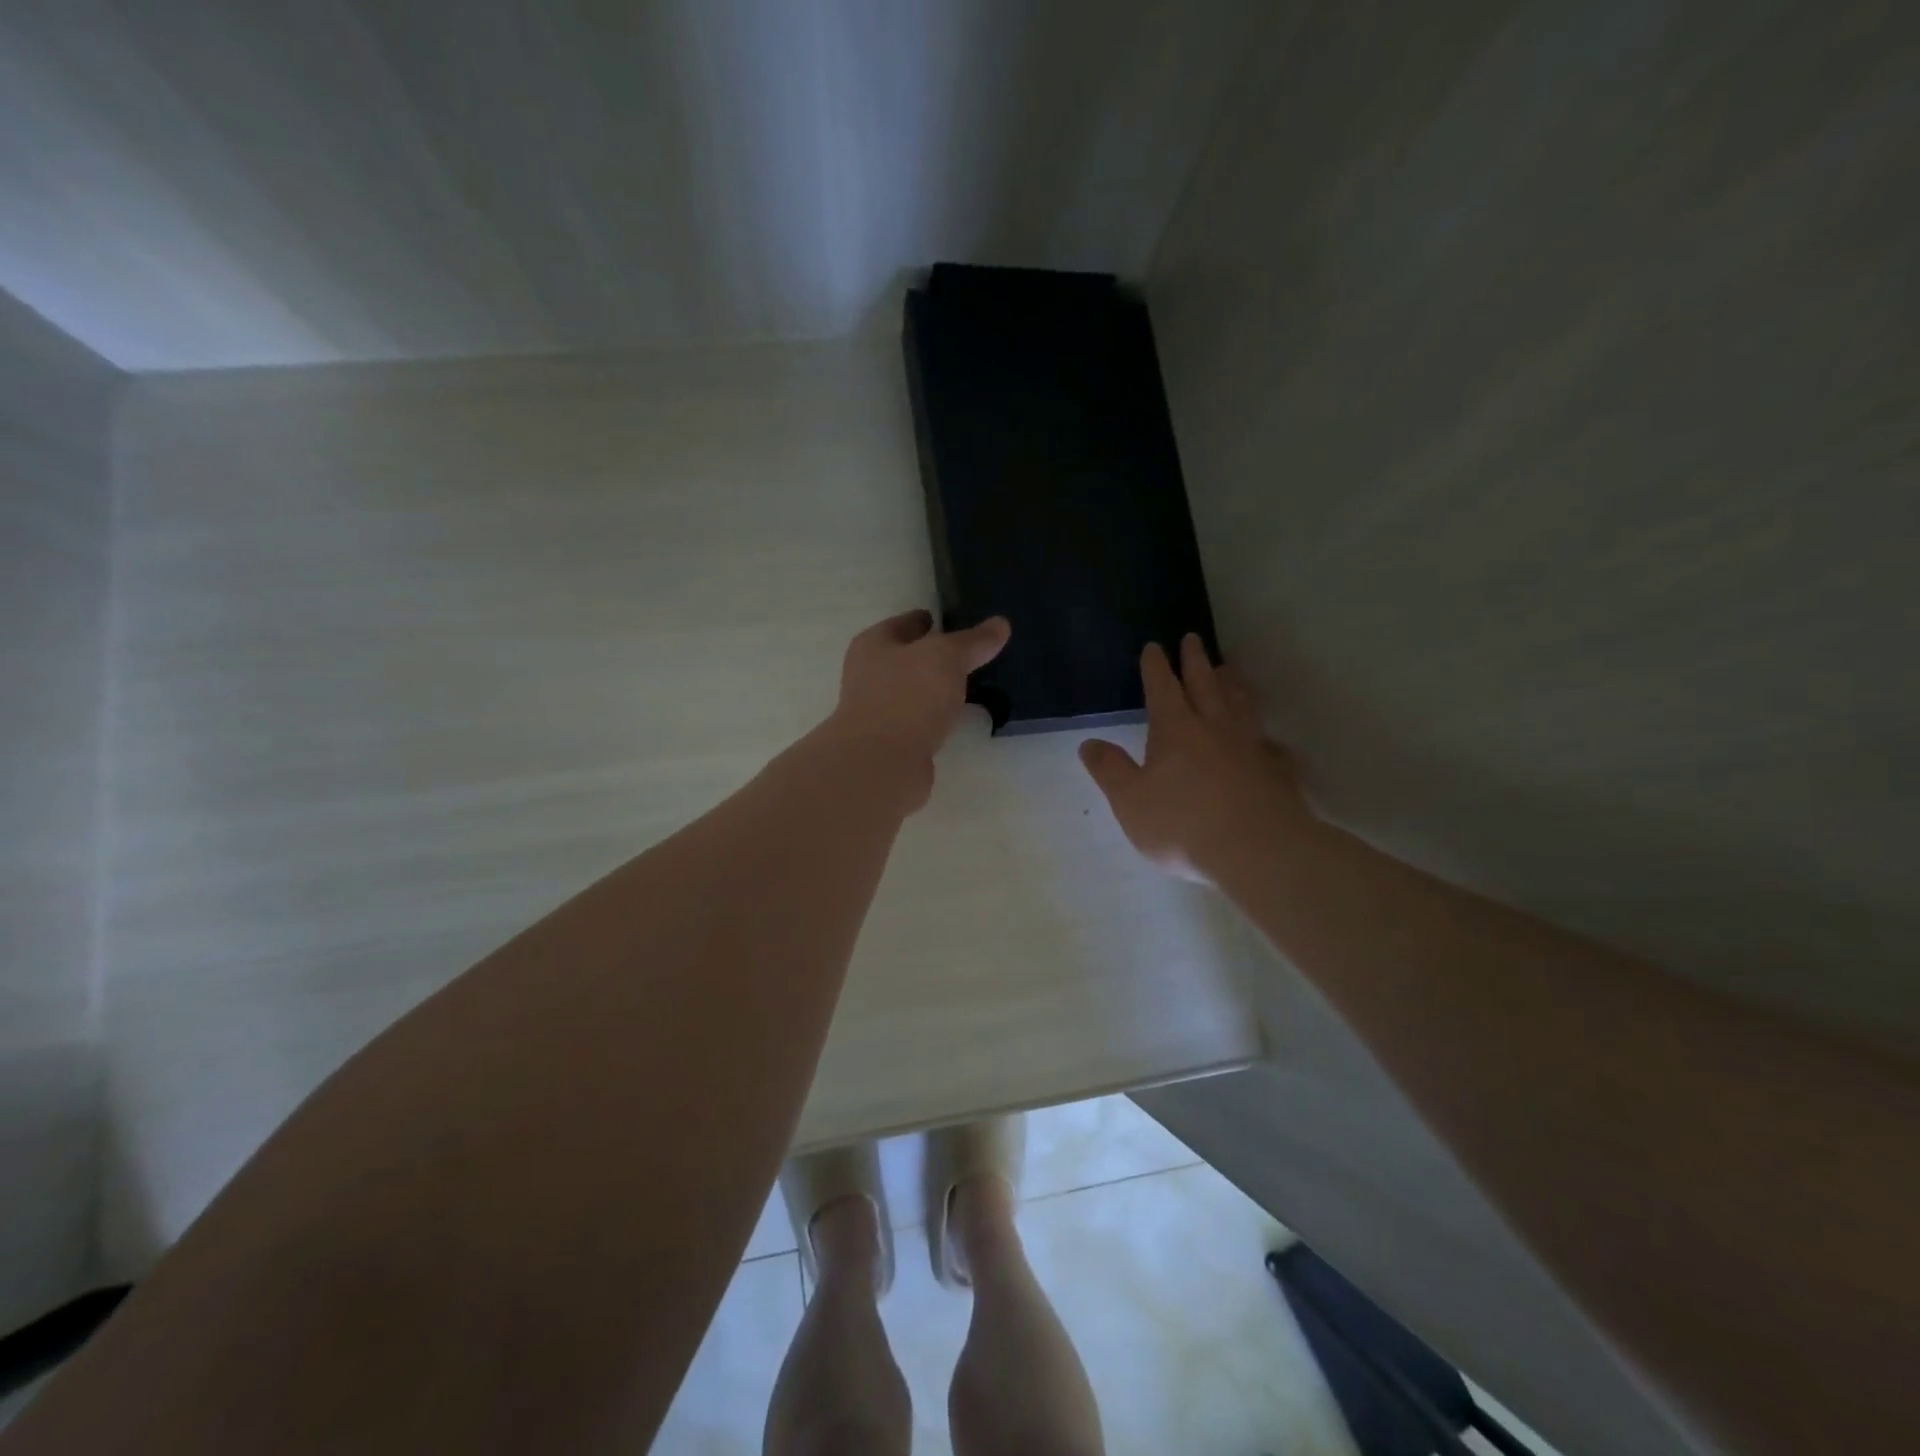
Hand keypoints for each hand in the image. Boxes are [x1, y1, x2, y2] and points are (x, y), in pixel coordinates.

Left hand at [828, 609, 1010, 808]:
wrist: (881, 764)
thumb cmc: (908, 697)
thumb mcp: (947, 657)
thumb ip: (973, 641)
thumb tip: (1001, 624)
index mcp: (873, 644)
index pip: (906, 623)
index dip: (931, 620)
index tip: (957, 621)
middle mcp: (869, 674)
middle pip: (908, 658)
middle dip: (935, 657)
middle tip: (972, 655)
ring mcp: (878, 711)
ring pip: (914, 692)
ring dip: (936, 690)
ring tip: (970, 686)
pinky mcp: (891, 742)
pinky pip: (919, 721)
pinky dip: (935, 718)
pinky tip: (956, 719)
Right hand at [1080, 635, 1312, 881]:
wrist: (1258, 850)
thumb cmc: (1183, 823)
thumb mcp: (1130, 800)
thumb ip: (1109, 769)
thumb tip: (1088, 742)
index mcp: (1175, 730)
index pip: (1162, 688)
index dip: (1156, 667)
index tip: (1154, 647)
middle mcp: (1214, 728)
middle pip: (1205, 685)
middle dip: (1196, 661)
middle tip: (1193, 638)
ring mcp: (1250, 747)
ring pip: (1240, 705)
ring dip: (1232, 684)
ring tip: (1229, 670)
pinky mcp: (1276, 771)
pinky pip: (1270, 745)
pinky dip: (1266, 736)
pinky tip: (1267, 740)